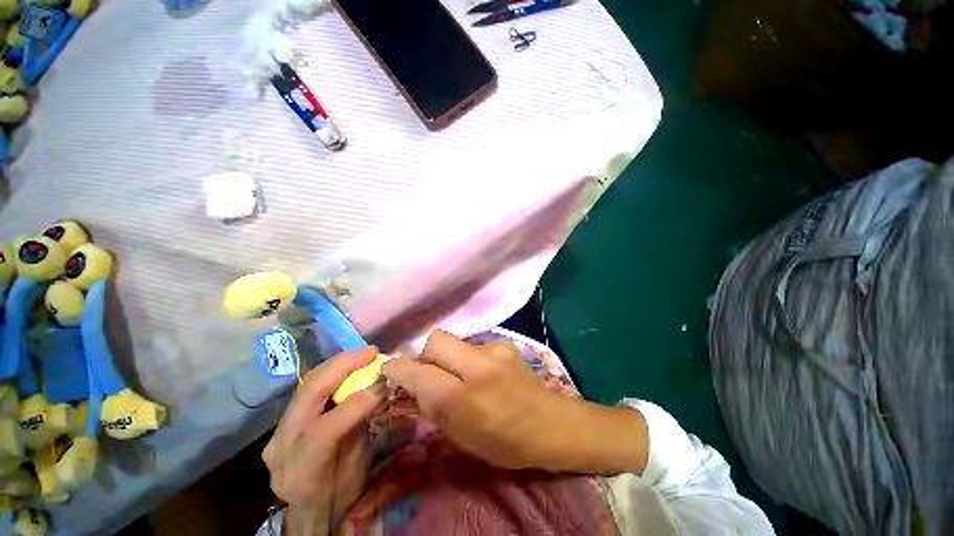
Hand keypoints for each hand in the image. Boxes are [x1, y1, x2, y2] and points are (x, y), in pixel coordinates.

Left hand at [262, 347, 384, 535]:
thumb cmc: (341, 492)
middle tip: (371, 351)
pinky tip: (346, 366)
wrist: (310, 508)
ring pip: (306, 385)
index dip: (359, 401)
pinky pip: (306, 389)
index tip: (385, 382)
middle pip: (308, 395)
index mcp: (302, 472)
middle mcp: (281, 449)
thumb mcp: (357, 466)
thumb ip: (362, 425)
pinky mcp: (279, 424)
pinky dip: (329, 373)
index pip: (326, 429)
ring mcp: (275, 434)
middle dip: (343, 365)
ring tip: (362, 354)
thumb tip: (380, 388)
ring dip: (337, 364)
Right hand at [381, 331, 648, 474]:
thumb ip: (433, 407)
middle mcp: (477, 365)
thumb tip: (413, 384)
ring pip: (454, 341)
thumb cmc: (504, 442)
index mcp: (463, 397)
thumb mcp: (461, 436)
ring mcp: (493, 349)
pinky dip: (467, 357)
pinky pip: (472, 345)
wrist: (550, 423)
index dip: (399, 368)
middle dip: (424, 354)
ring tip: (457, 375)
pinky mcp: (503, 343)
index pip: (419, 372)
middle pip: (435, 339)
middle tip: (428, 372)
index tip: (389, 369)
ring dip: (447, 356)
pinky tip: (480, 373)